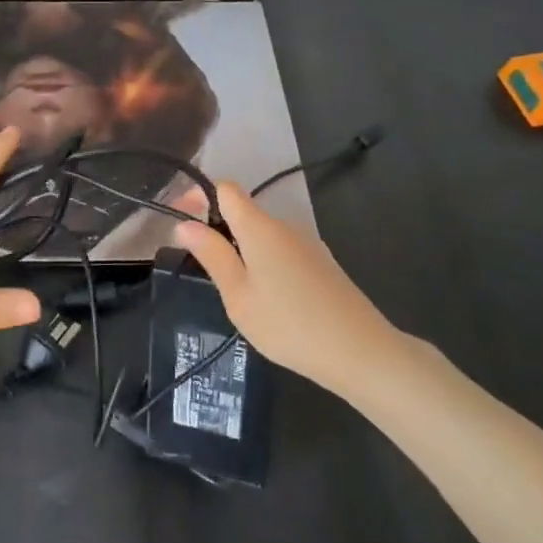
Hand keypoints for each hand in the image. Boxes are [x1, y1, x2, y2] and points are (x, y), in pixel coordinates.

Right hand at [175, 182, 407, 398]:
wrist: (362, 353)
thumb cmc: (290, 325)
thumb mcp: (239, 295)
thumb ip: (212, 255)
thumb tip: (185, 224)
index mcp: (260, 227)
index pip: (226, 188)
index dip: (199, 196)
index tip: (181, 220)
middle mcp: (285, 226)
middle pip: (243, 212)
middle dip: (217, 228)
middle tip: (200, 265)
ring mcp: (307, 245)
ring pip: (262, 235)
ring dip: (240, 249)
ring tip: (232, 289)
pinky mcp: (322, 265)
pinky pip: (281, 251)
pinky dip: (263, 263)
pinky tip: (267, 300)